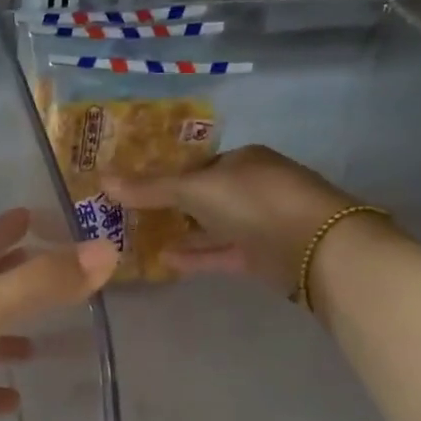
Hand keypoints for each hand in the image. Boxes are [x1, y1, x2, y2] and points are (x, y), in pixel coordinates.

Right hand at [106, 146, 378, 292]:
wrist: (319, 248)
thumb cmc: (255, 202)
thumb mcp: (196, 189)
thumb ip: (150, 188)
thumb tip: (101, 178)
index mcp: (242, 160)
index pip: (196, 164)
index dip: (164, 175)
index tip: (132, 189)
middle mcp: (252, 187)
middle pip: (203, 195)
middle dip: (169, 206)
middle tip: (129, 216)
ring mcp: (260, 223)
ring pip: (212, 226)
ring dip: (180, 232)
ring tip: (139, 240)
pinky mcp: (263, 256)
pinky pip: (221, 252)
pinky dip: (195, 255)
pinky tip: (164, 260)